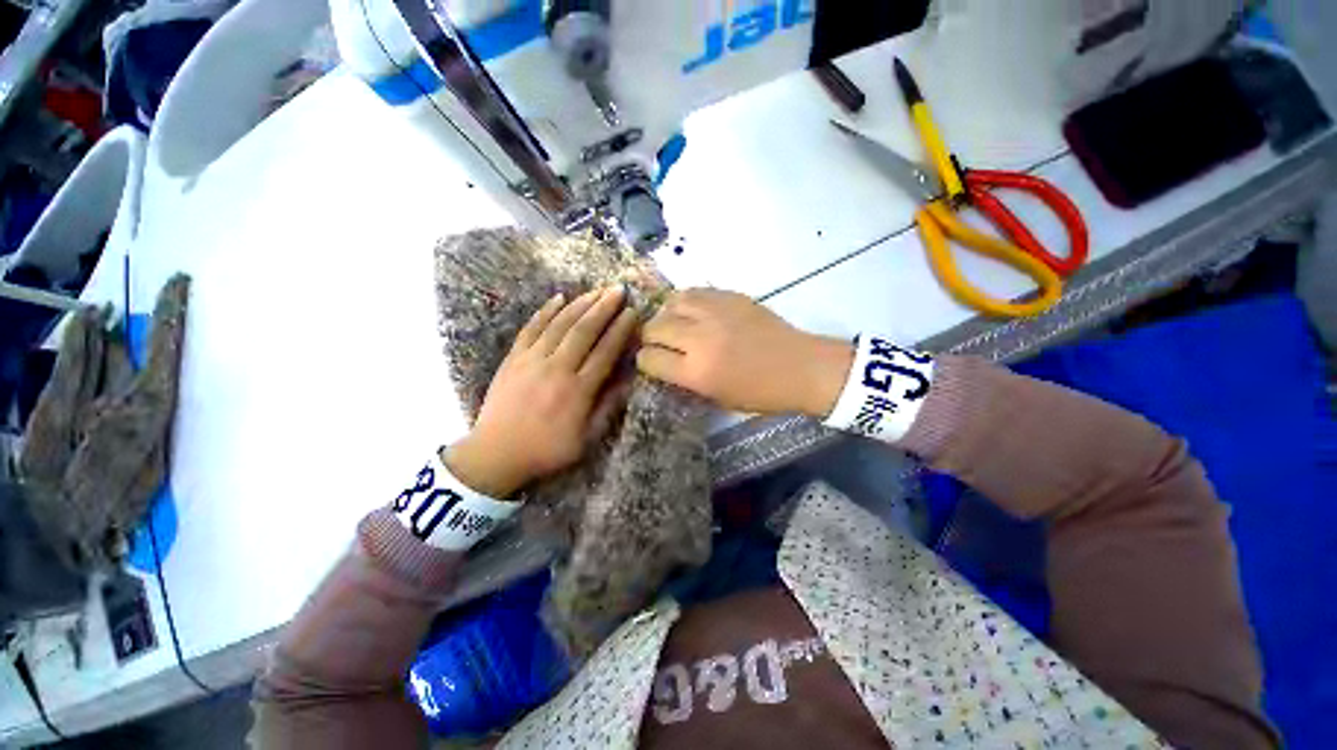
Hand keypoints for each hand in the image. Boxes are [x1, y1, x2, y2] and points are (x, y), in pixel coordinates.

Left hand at [446, 287, 637, 497]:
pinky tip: (559, 297)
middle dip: (604, 308)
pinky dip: (546, 311)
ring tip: (597, 290)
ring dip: (581, 304)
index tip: (632, 313)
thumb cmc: (547, 450)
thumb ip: (608, 408)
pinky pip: (531, 328)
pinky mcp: (513, 358)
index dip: (621, 330)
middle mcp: (557, 370)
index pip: (605, 352)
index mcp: (579, 391)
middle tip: (618, 290)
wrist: (495, 454)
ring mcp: (532, 361)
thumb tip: (628, 381)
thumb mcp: (586, 439)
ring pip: (560, 324)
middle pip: (584, 331)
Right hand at [636, 289, 853, 417]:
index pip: (649, 359)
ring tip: (673, 323)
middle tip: (659, 342)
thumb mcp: (717, 397)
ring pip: (670, 303)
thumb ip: (686, 379)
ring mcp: (715, 313)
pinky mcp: (730, 296)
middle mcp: (700, 339)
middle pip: (654, 328)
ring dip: (665, 315)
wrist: (801, 367)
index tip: (650, 362)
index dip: (644, 361)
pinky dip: (685, 301)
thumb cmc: (761, 393)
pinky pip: (694, 291)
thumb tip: (665, 362)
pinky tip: (691, 310)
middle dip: (649, 337)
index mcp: (697, 372)